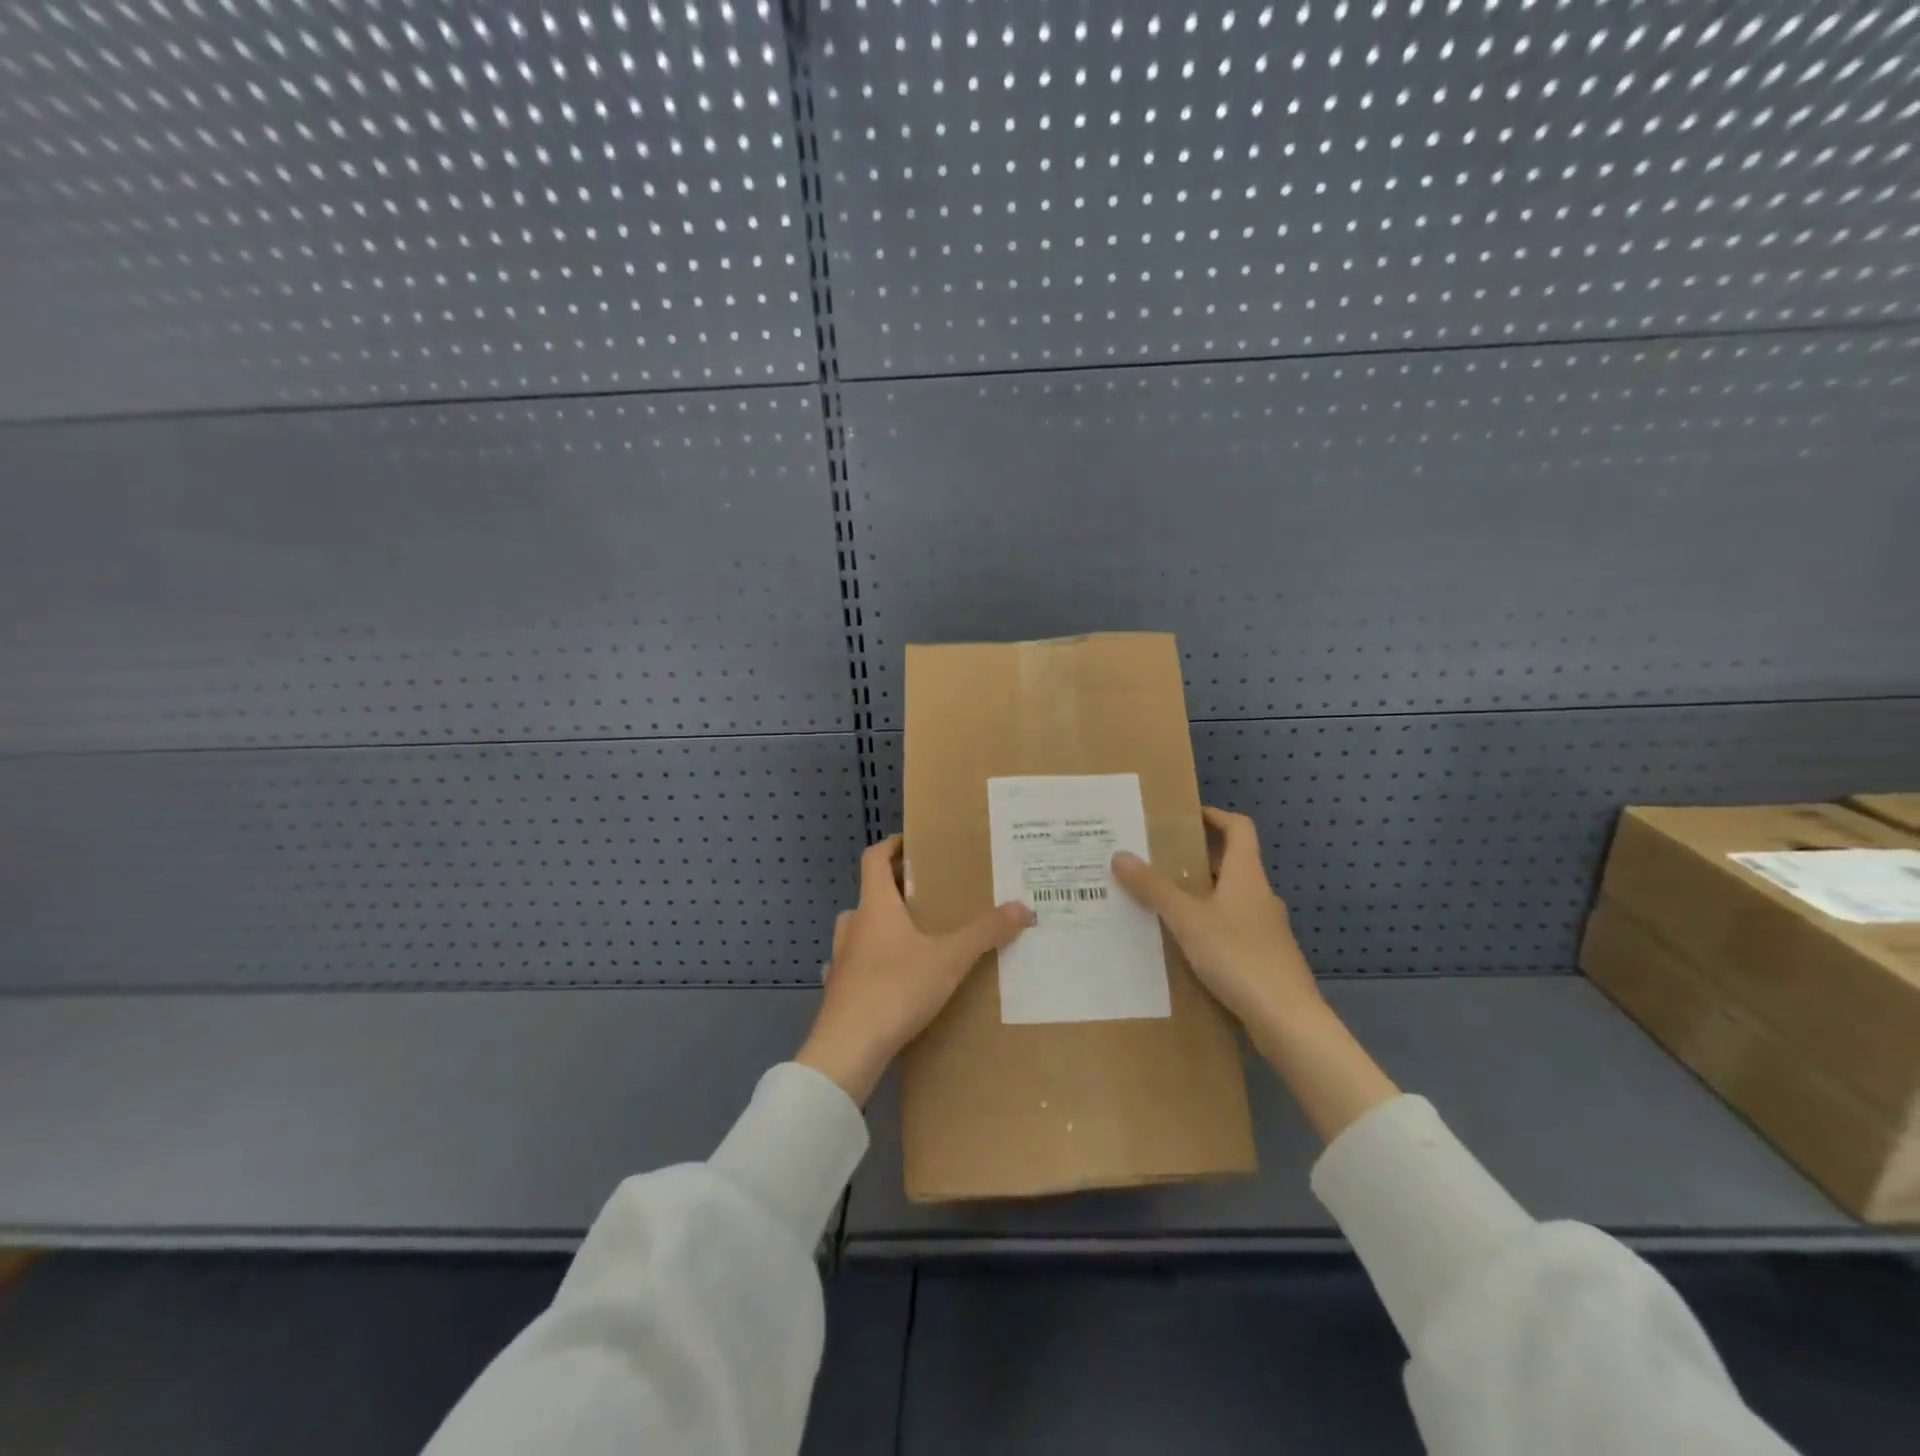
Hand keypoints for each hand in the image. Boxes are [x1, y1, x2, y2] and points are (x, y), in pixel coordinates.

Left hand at [797, 835, 1034, 1104]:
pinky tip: (893, 977)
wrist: (847, 1049)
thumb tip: (1023, 907)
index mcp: (875, 906)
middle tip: (928, 894)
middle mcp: (854, 925)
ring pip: (861, 929)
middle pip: (870, 893)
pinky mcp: (839, 990)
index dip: (891, 845)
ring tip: (914, 936)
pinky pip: (857, 963)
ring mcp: (841, 959)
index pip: (874, 859)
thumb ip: (985, 932)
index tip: (912, 842)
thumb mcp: (949, 958)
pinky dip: (873, 961)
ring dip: (882, 925)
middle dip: (896, 889)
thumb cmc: (896, 988)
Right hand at [1111, 807, 1323, 1039]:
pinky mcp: (1264, 958)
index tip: (1185, 816)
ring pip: (1229, 899)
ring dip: (1200, 895)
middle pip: (1231, 863)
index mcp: (1246, 876)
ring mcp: (1265, 929)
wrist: (1287, 1020)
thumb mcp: (1187, 919)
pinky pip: (1231, 929)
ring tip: (1161, 902)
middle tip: (1157, 861)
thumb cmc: (1238, 956)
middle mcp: (1259, 896)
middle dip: (1196, 859)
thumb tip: (1120, 855)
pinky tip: (1183, 945)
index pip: (1239, 828)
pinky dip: (1208, 926)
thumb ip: (1153, 888)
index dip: (1215, 816)